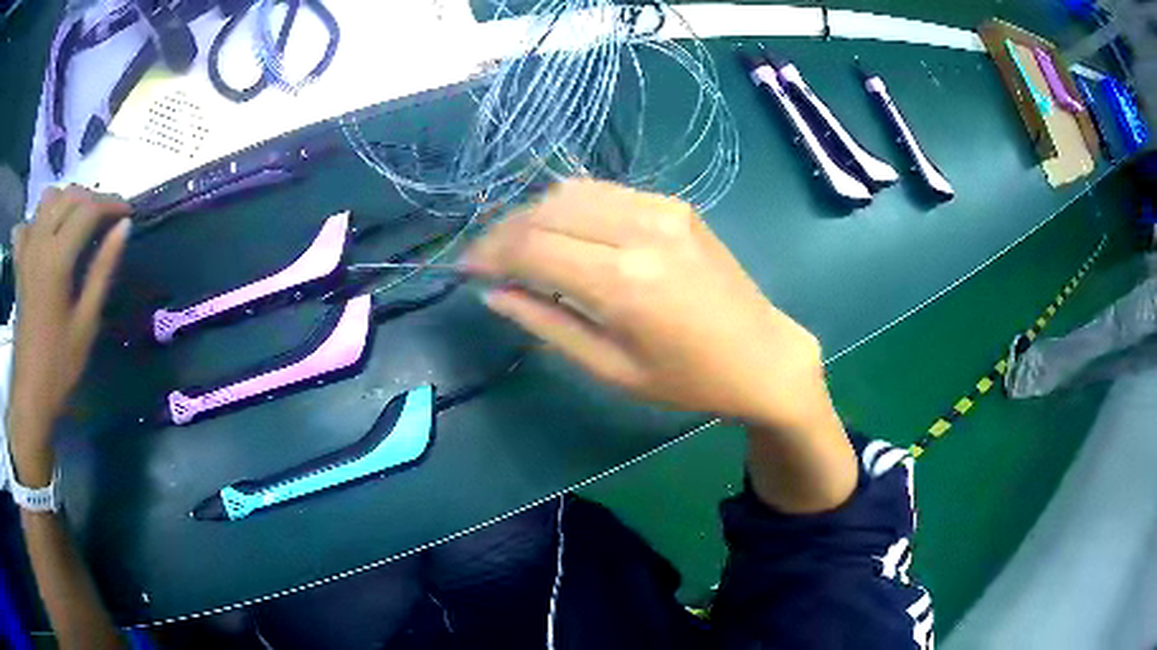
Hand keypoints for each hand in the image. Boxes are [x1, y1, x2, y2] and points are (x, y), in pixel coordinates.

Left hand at [8, 186, 130, 484]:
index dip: (111, 204)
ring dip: (67, 201)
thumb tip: (123, 228)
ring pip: (48, 199)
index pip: (88, 210)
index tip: (128, 212)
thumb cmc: (59, 365)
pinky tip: (48, 231)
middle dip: (92, 198)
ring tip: (78, 220)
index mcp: (56, 258)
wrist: (30, 393)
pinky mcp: (19, 261)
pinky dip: (41, 217)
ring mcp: (26, 249)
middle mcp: (39, 242)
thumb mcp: (86, 322)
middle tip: (107, 217)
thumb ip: (102, 270)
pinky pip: (30, 221)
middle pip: (68, 196)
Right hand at [464, 179, 827, 430]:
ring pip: (570, 192)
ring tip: (521, 249)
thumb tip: (494, 293)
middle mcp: (639, 229)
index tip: (464, 269)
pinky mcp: (674, 204)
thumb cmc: (687, 380)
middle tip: (487, 262)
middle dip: (504, 233)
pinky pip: (604, 192)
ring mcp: (660, 209)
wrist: (761, 355)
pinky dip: (571, 207)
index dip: (488, 254)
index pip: (530, 247)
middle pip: (544, 211)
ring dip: (534, 216)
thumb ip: (545, 324)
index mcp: (622, 281)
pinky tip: (566, 234)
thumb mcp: (609, 368)